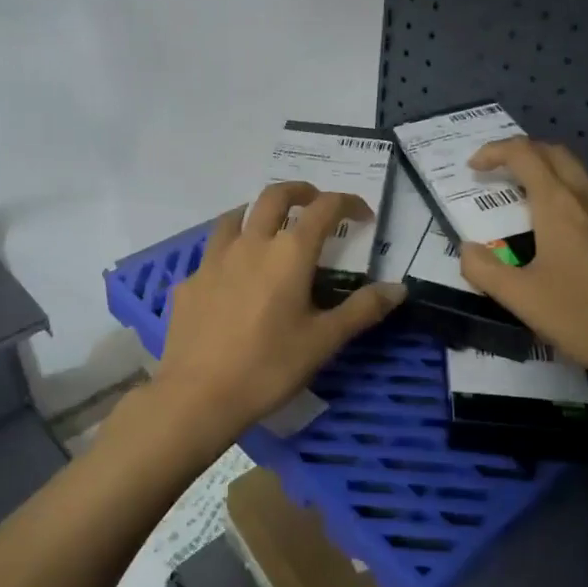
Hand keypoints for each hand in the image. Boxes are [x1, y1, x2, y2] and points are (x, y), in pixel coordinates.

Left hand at [153, 182, 406, 436]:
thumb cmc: (269, 367)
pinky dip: (230, 250)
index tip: (362, 215)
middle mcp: (250, 244)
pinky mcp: (189, 282)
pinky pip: (212, 252)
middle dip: (300, 191)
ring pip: (235, 216)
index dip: (348, 203)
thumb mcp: (324, 341)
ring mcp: (213, 260)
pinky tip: (233, 275)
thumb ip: (362, 309)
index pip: (323, 209)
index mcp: (288, 253)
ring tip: (270, 227)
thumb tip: (398, 288)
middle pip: (273, 196)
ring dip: (258, 212)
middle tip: (315, 201)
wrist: (198, 396)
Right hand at [457, 138, 587, 391]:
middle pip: (557, 155)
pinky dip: (582, 207)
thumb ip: (483, 269)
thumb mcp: (519, 298)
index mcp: (560, 205)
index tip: (475, 167)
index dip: (495, 151)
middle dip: (525, 155)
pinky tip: (579, 240)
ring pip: (585, 178)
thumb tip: (468, 249)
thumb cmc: (580, 317)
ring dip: (555, 180)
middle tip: (502, 174)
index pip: (524, 155)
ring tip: (537, 208)